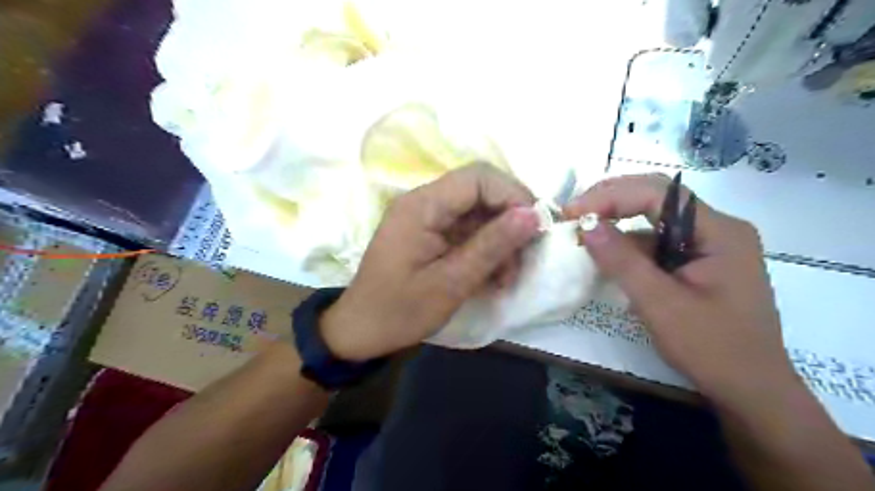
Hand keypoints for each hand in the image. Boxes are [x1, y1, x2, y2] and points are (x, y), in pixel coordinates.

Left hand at [320, 165, 540, 359]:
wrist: (362, 331)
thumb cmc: (400, 311)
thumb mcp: (451, 283)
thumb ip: (492, 245)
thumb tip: (533, 215)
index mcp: (422, 206)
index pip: (478, 177)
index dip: (513, 195)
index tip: (536, 227)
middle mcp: (424, 202)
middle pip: (481, 191)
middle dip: (510, 220)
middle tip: (526, 255)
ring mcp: (427, 217)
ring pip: (478, 212)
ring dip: (501, 240)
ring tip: (508, 276)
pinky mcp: (430, 233)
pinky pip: (467, 230)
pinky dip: (486, 249)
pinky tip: (494, 276)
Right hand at [561, 174, 797, 404]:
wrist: (750, 391)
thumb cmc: (711, 348)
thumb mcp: (660, 303)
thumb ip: (622, 261)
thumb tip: (586, 225)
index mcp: (719, 231)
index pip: (660, 193)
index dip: (612, 195)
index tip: (575, 212)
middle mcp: (717, 229)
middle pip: (658, 199)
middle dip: (613, 201)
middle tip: (574, 213)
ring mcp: (709, 246)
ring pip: (655, 221)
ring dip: (618, 224)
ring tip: (584, 234)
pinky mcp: (698, 264)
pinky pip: (658, 244)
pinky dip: (629, 247)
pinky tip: (607, 258)